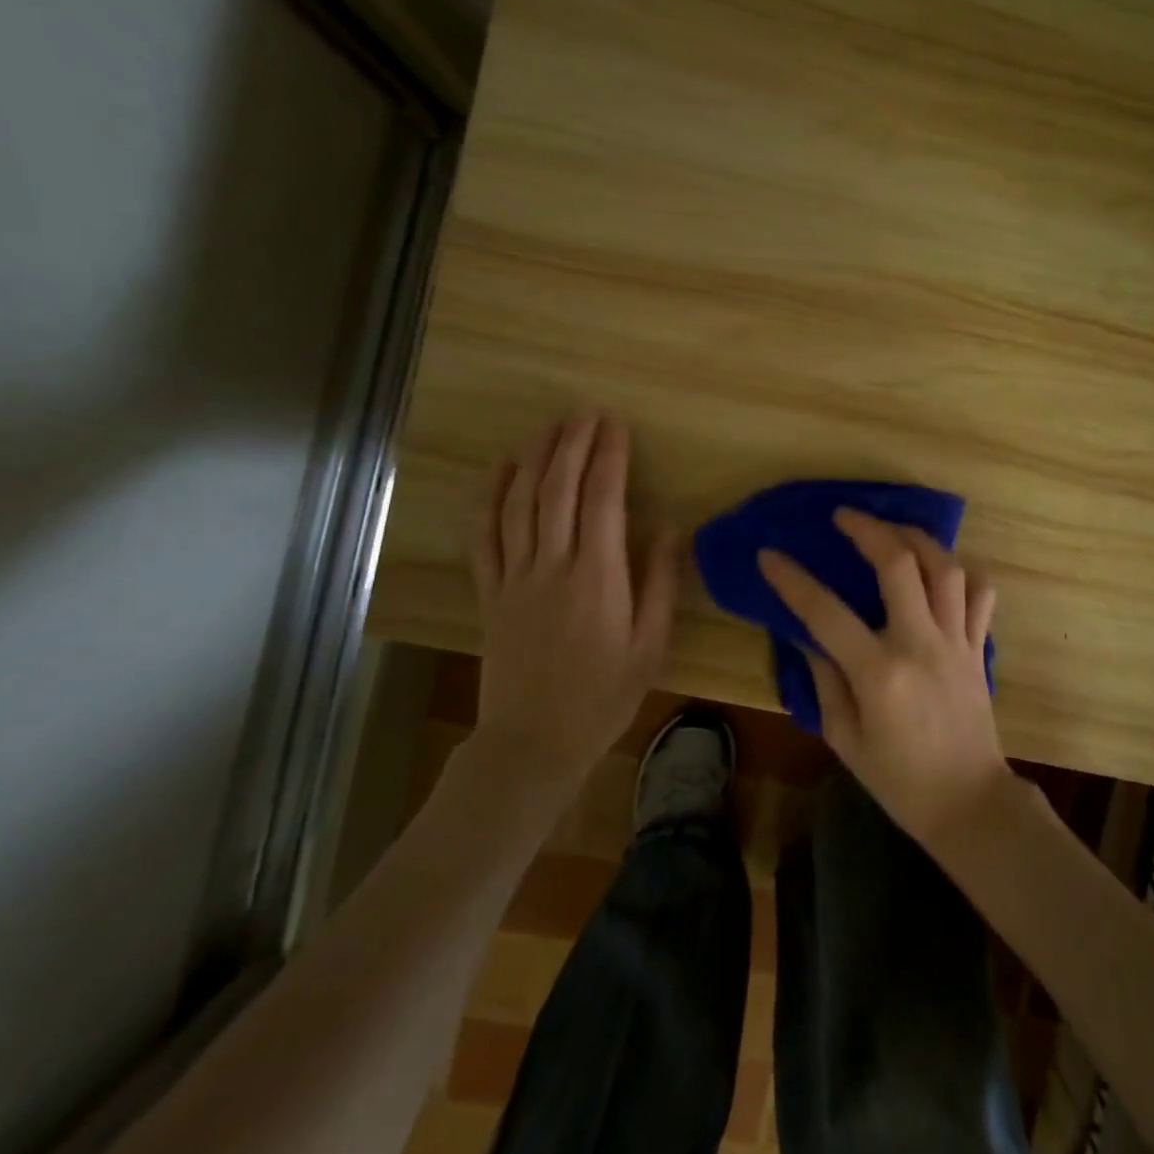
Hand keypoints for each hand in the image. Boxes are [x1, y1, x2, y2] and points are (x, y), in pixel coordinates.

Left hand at [470, 413, 677, 785]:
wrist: (533, 741)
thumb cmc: (604, 696)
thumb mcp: (650, 645)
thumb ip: (660, 583)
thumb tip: (669, 529)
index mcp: (597, 577)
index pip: (602, 499)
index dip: (609, 457)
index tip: (616, 425)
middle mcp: (552, 565)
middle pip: (558, 489)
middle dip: (572, 444)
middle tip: (585, 413)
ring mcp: (514, 577)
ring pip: (520, 503)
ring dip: (535, 459)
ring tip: (550, 427)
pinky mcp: (490, 592)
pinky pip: (485, 535)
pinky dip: (490, 497)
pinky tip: (500, 469)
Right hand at [760, 509, 1011, 847]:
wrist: (969, 802)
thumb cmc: (899, 780)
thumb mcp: (845, 739)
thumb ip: (825, 681)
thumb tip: (809, 636)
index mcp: (879, 673)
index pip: (826, 612)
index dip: (792, 580)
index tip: (769, 555)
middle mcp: (920, 645)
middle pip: (898, 564)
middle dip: (867, 529)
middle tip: (843, 515)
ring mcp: (956, 641)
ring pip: (945, 567)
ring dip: (917, 538)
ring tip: (893, 529)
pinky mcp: (978, 647)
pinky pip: (980, 594)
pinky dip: (962, 571)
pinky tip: (940, 567)